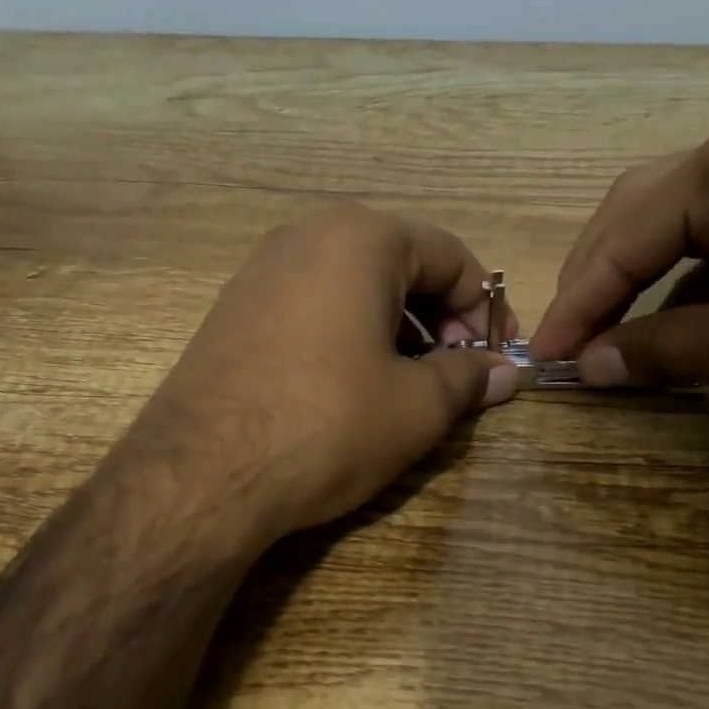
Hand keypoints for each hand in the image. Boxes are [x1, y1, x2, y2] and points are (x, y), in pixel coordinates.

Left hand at [127, 205, 517, 544]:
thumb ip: (469, 378)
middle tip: (457, 373)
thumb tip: (506, 372)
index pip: (450, 255)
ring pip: (352, 287)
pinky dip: (347, 336)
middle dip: (440, 318)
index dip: (485, 307)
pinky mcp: (232, 311)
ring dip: (396, 329)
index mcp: (360, 237)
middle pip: (399, 265)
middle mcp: (305, 235)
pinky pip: (311, 307)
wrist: (202, 473)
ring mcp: (260, 271)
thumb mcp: (417, 406)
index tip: (499, 355)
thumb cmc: (328, 424)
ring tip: (410, 385)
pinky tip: (352, 387)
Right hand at [530, 106, 708, 405]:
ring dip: (635, 285)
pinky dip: (682, 288)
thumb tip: (587, 367)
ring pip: (673, 230)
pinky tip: (669, 327)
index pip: (621, 238)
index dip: (575, 304)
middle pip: (636, 218)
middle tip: (564, 342)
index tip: (540, 356)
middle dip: (596, 284)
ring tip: (603, 337)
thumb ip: (654, 350)